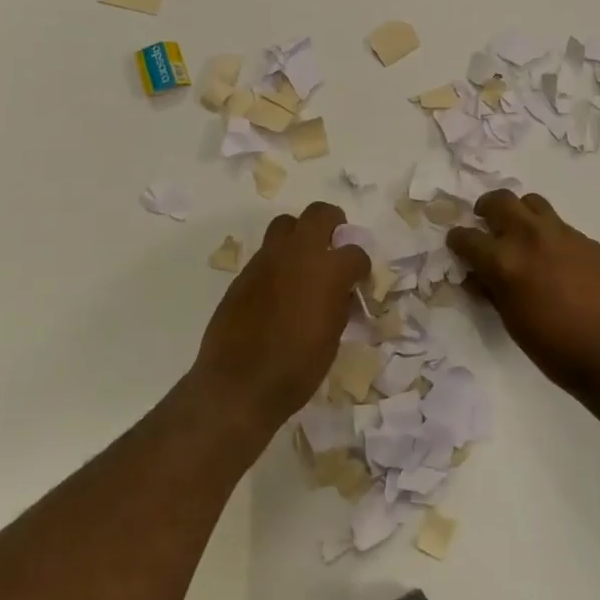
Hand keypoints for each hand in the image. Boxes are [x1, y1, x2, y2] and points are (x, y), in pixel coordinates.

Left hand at [193, 201, 370, 432]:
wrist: (238, 385)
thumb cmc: (297, 368)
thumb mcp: (332, 337)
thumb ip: (340, 304)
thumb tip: (342, 292)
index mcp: (329, 271)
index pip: (356, 252)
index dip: (361, 266)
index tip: (358, 280)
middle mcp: (298, 254)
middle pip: (320, 213)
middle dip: (333, 225)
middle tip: (334, 247)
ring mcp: (267, 260)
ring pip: (286, 225)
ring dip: (300, 236)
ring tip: (304, 264)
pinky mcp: (244, 273)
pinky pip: (266, 253)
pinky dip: (278, 262)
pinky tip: (279, 290)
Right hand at [448, 189, 599, 394]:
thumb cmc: (554, 347)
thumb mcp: (511, 321)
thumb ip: (492, 290)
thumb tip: (478, 276)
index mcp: (504, 261)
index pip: (467, 237)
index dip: (458, 241)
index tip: (458, 246)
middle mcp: (529, 236)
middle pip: (499, 200)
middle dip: (486, 209)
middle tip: (486, 223)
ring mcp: (562, 234)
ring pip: (532, 202)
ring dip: (520, 212)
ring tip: (521, 232)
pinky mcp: (587, 239)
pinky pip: (560, 225)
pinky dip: (548, 233)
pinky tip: (555, 257)